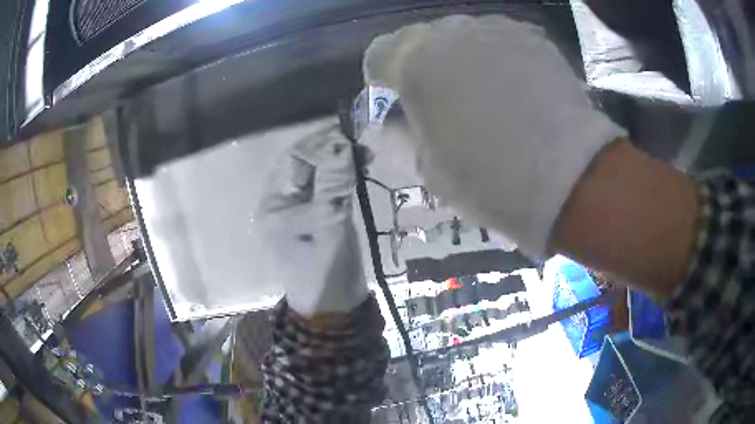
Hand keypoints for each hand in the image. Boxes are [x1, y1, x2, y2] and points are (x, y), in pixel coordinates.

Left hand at [257, 121, 368, 315]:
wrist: (332, 310)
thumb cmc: (325, 271)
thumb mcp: (329, 225)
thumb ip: (333, 183)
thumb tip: (341, 142)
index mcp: (274, 205)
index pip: (294, 160)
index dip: (320, 143)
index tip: (350, 135)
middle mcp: (281, 204)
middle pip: (303, 165)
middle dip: (330, 151)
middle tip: (361, 146)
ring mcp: (297, 213)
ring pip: (316, 176)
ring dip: (338, 163)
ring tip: (364, 157)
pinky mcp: (313, 219)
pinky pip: (325, 190)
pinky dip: (341, 179)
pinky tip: (357, 173)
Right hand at [364, 15, 625, 255]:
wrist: (569, 177)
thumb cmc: (490, 179)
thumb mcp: (428, 169)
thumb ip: (401, 135)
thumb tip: (392, 122)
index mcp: (414, 62)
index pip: (379, 55)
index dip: (384, 80)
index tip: (401, 102)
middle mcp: (450, 32)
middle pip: (421, 40)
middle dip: (424, 66)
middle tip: (445, 102)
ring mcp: (496, 28)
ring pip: (462, 37)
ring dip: (462, 60)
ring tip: (487, 96)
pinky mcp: (532, 36)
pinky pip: (500, 40)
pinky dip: (498, 59)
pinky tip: (517, 90)